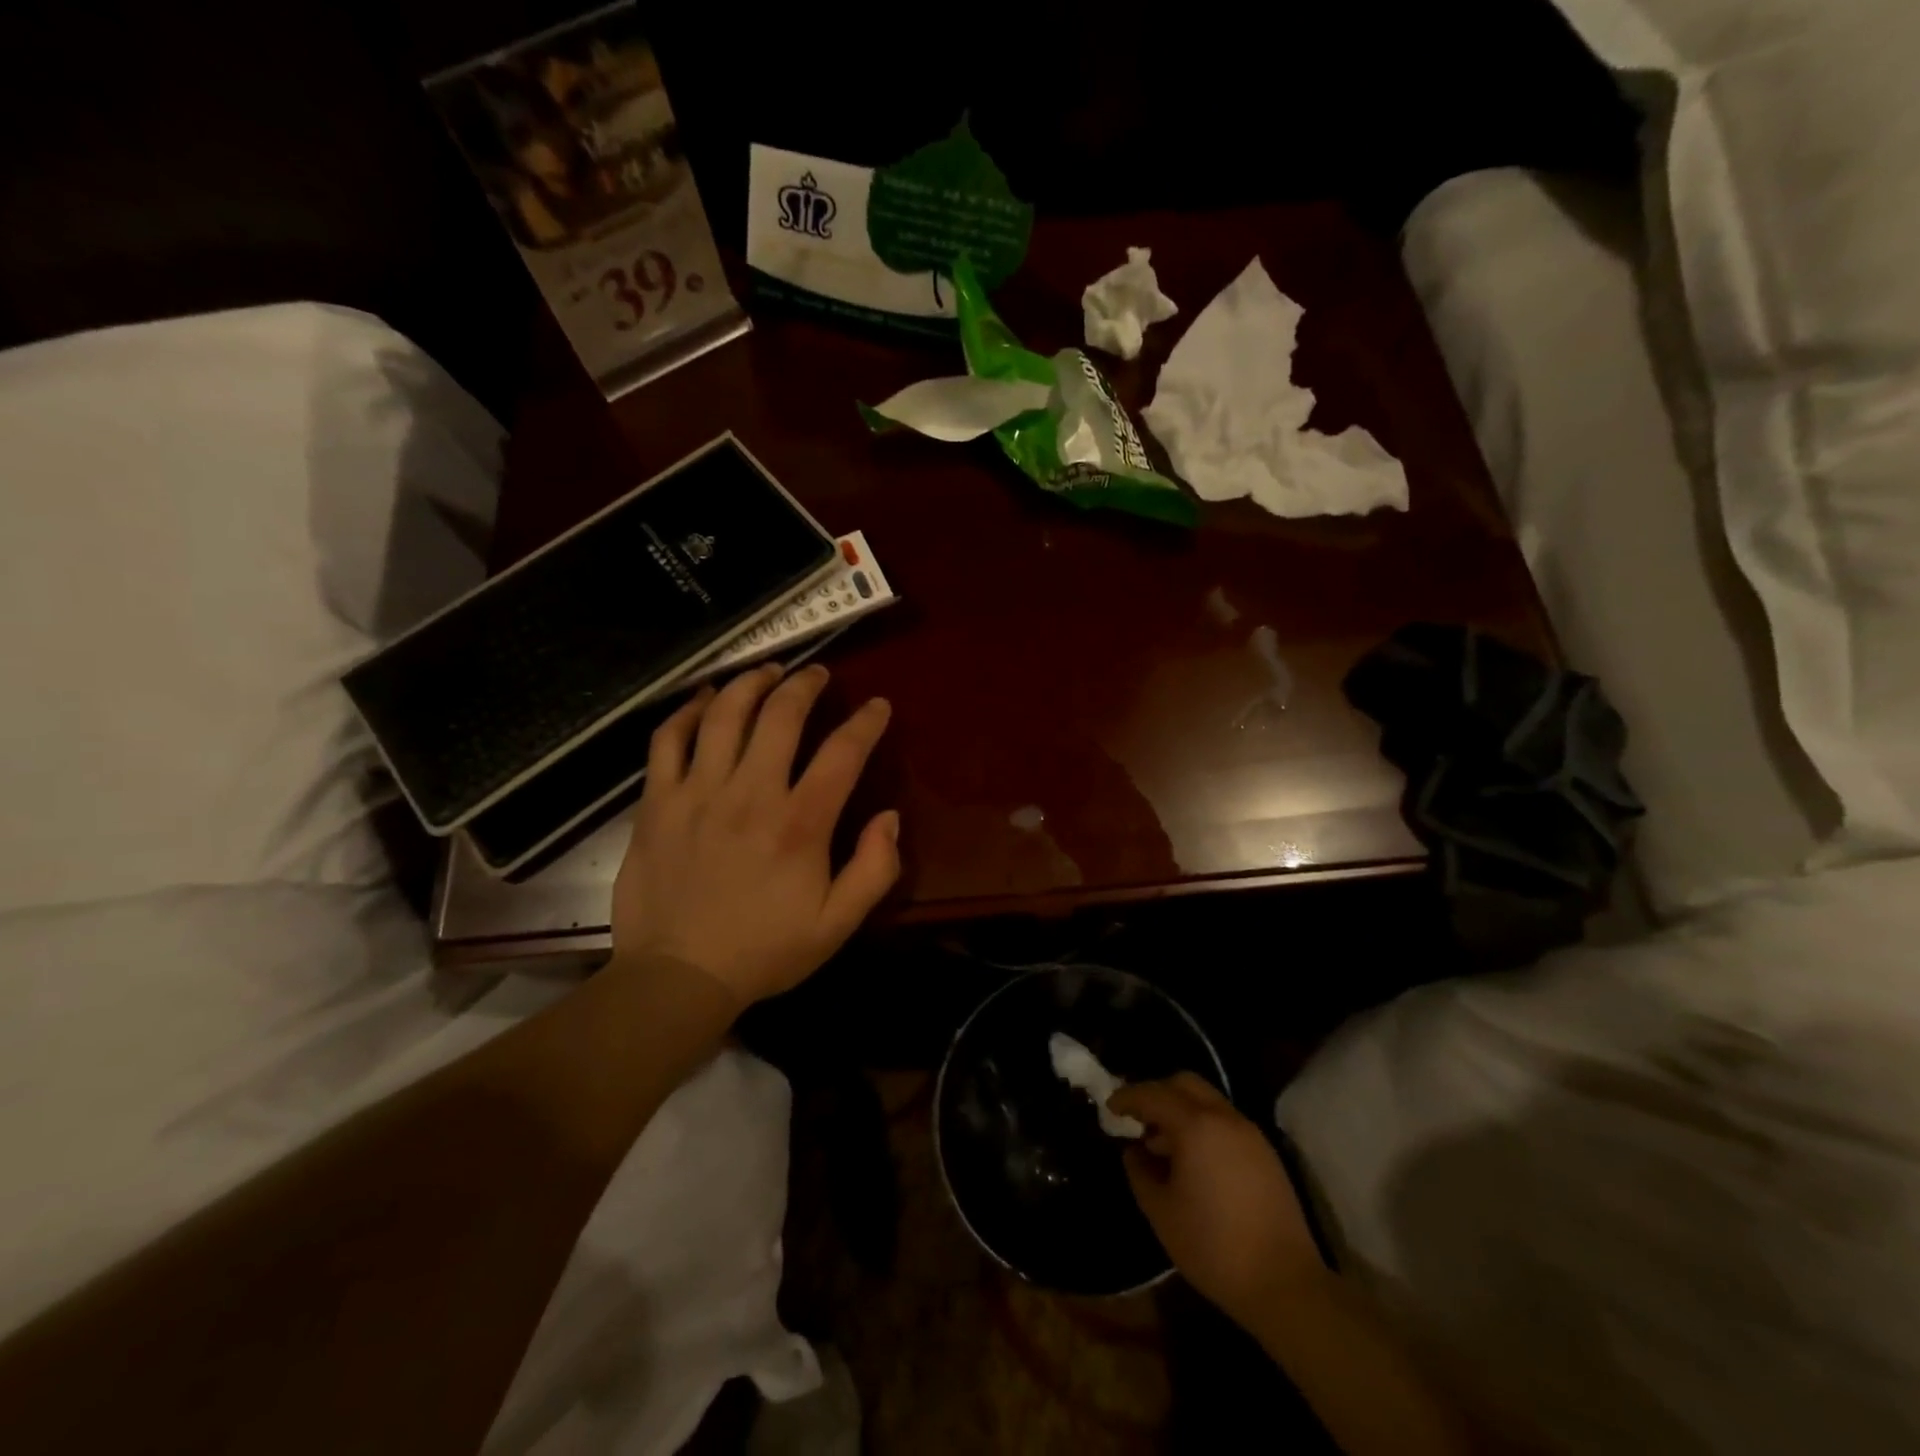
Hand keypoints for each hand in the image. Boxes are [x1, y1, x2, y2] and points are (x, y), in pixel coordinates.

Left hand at [610, 664, 899, 1007]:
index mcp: (800, 824)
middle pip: (781, 716)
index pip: (842, 753)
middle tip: (817, 674)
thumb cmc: (764, 951)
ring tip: (768, 671)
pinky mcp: (657, 802)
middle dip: (805, 685)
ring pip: (725, 715)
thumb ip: (875, 869)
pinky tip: (705, 699)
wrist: (677, 977)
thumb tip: (888, 817)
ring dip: (751, 683)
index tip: (877, 706)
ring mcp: (697, 793)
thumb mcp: (838, 924)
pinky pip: (668, 739)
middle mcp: (750, 795)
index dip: (866, 722)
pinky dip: (688, 711)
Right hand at [1109, 1073, 1323, 1330]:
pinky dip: (1202, 1125)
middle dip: (1157, 1094)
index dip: (1127, 1097)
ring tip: (1163, 1145)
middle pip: (1184, 1083)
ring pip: (1207, 1101)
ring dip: (1181, 1110)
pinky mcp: (1265, 1153)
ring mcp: (1249, 1133)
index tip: (1110, 1108)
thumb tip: (1134, 1151)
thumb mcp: (1161, 1212)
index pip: (1153, 1094)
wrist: (1285, 1284)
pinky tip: (1194, 1161)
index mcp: (1195, 1126)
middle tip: (1138, 1119)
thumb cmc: (1213, 1247)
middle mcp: (1224, 1118)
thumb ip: (1140, 1172)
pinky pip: (1225, 1121)